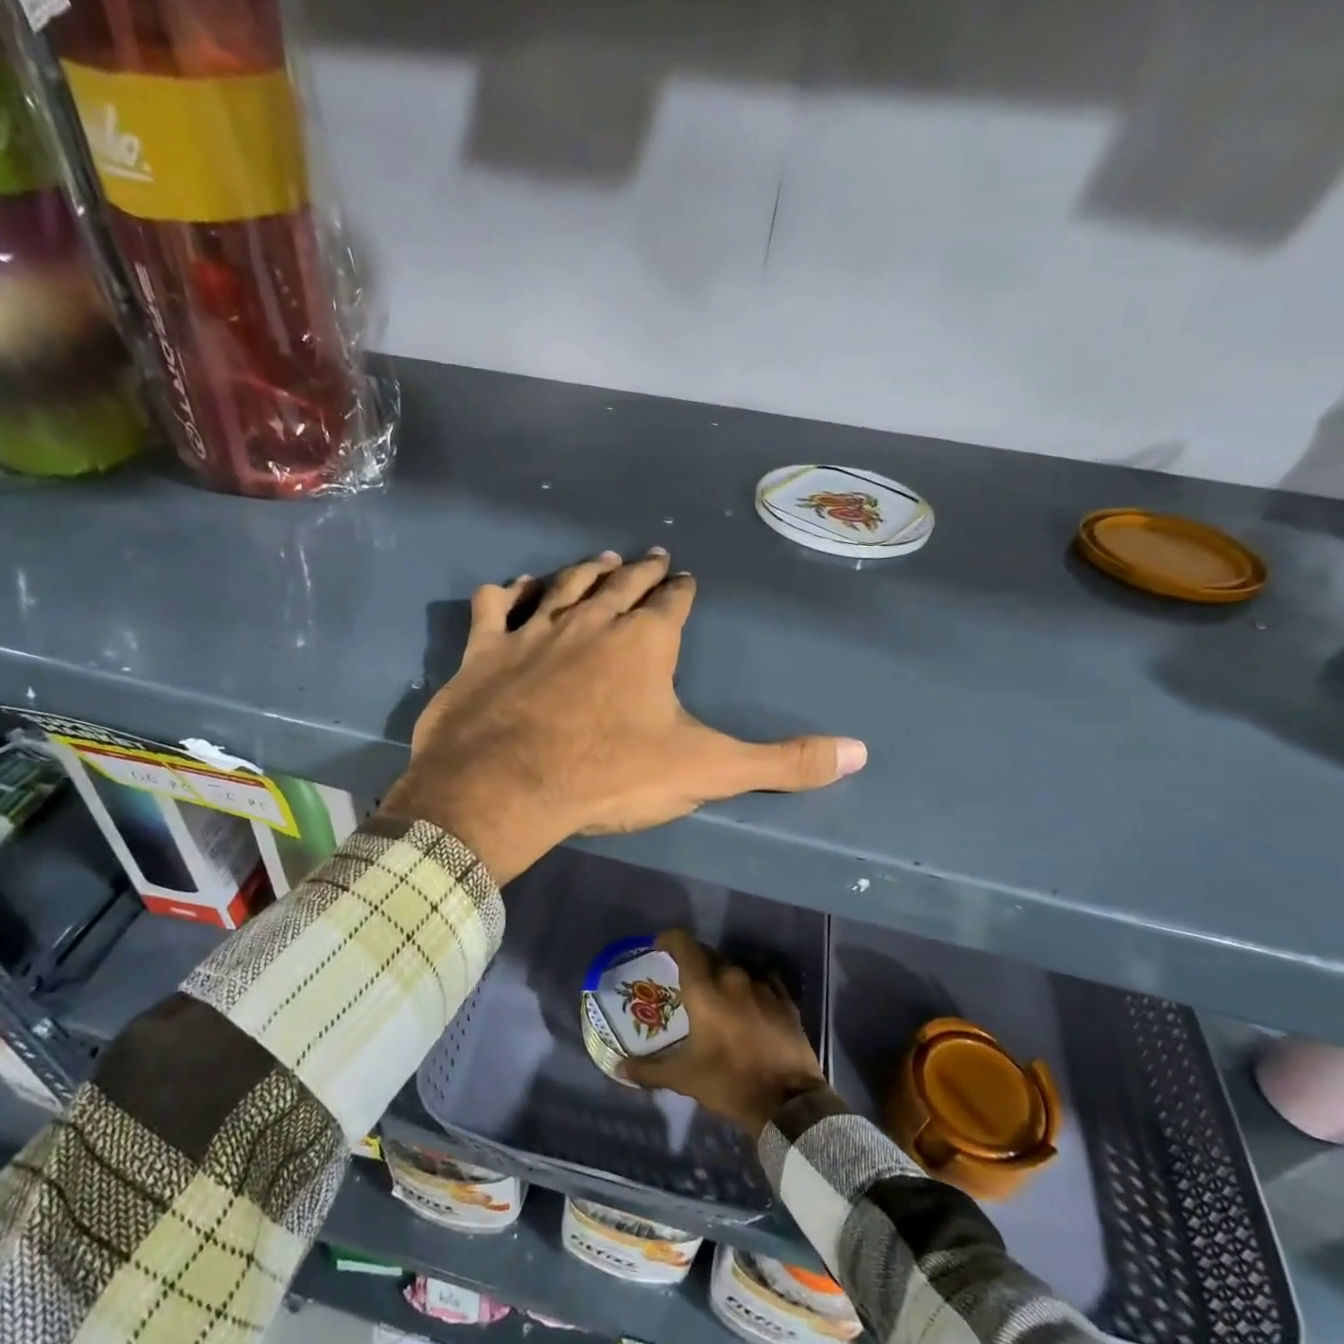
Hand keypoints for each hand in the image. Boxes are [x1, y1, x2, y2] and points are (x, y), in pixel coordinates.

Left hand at [379, 549, 866, 883]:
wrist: (506, 786)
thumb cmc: (609, 774)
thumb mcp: (705, 770)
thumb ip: (781, 762)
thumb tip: (859, 753)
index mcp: (644, 642)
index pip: (671, 604)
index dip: (680, 591)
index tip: (685, 579)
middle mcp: (590, 622)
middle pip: (621, 585)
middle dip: (640, 572)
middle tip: (649, 557)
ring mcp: (533, 631)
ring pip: (564, 585)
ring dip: (585, 570)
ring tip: (601, 558)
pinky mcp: (485, 650)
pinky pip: (496, 606)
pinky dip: (506, 593)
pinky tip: (513, 587)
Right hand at [622, 930, 827, 1136]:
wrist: (788, 1104)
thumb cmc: (729, 1083)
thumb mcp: (683, 1078)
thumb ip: (648, 1070)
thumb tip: (619, 1068)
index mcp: (705, 990)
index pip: (684, 944)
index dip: (669, 940)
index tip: (660, 949)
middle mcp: (733, 979)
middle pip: (709, 955)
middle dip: (694, 962)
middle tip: (685, 983)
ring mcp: (763, 988)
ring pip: (735, 969)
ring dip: (723, 978)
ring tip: (717, 1000)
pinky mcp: (785, 1001)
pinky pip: (763, 982)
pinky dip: (751, 989)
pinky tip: (749, 1006)